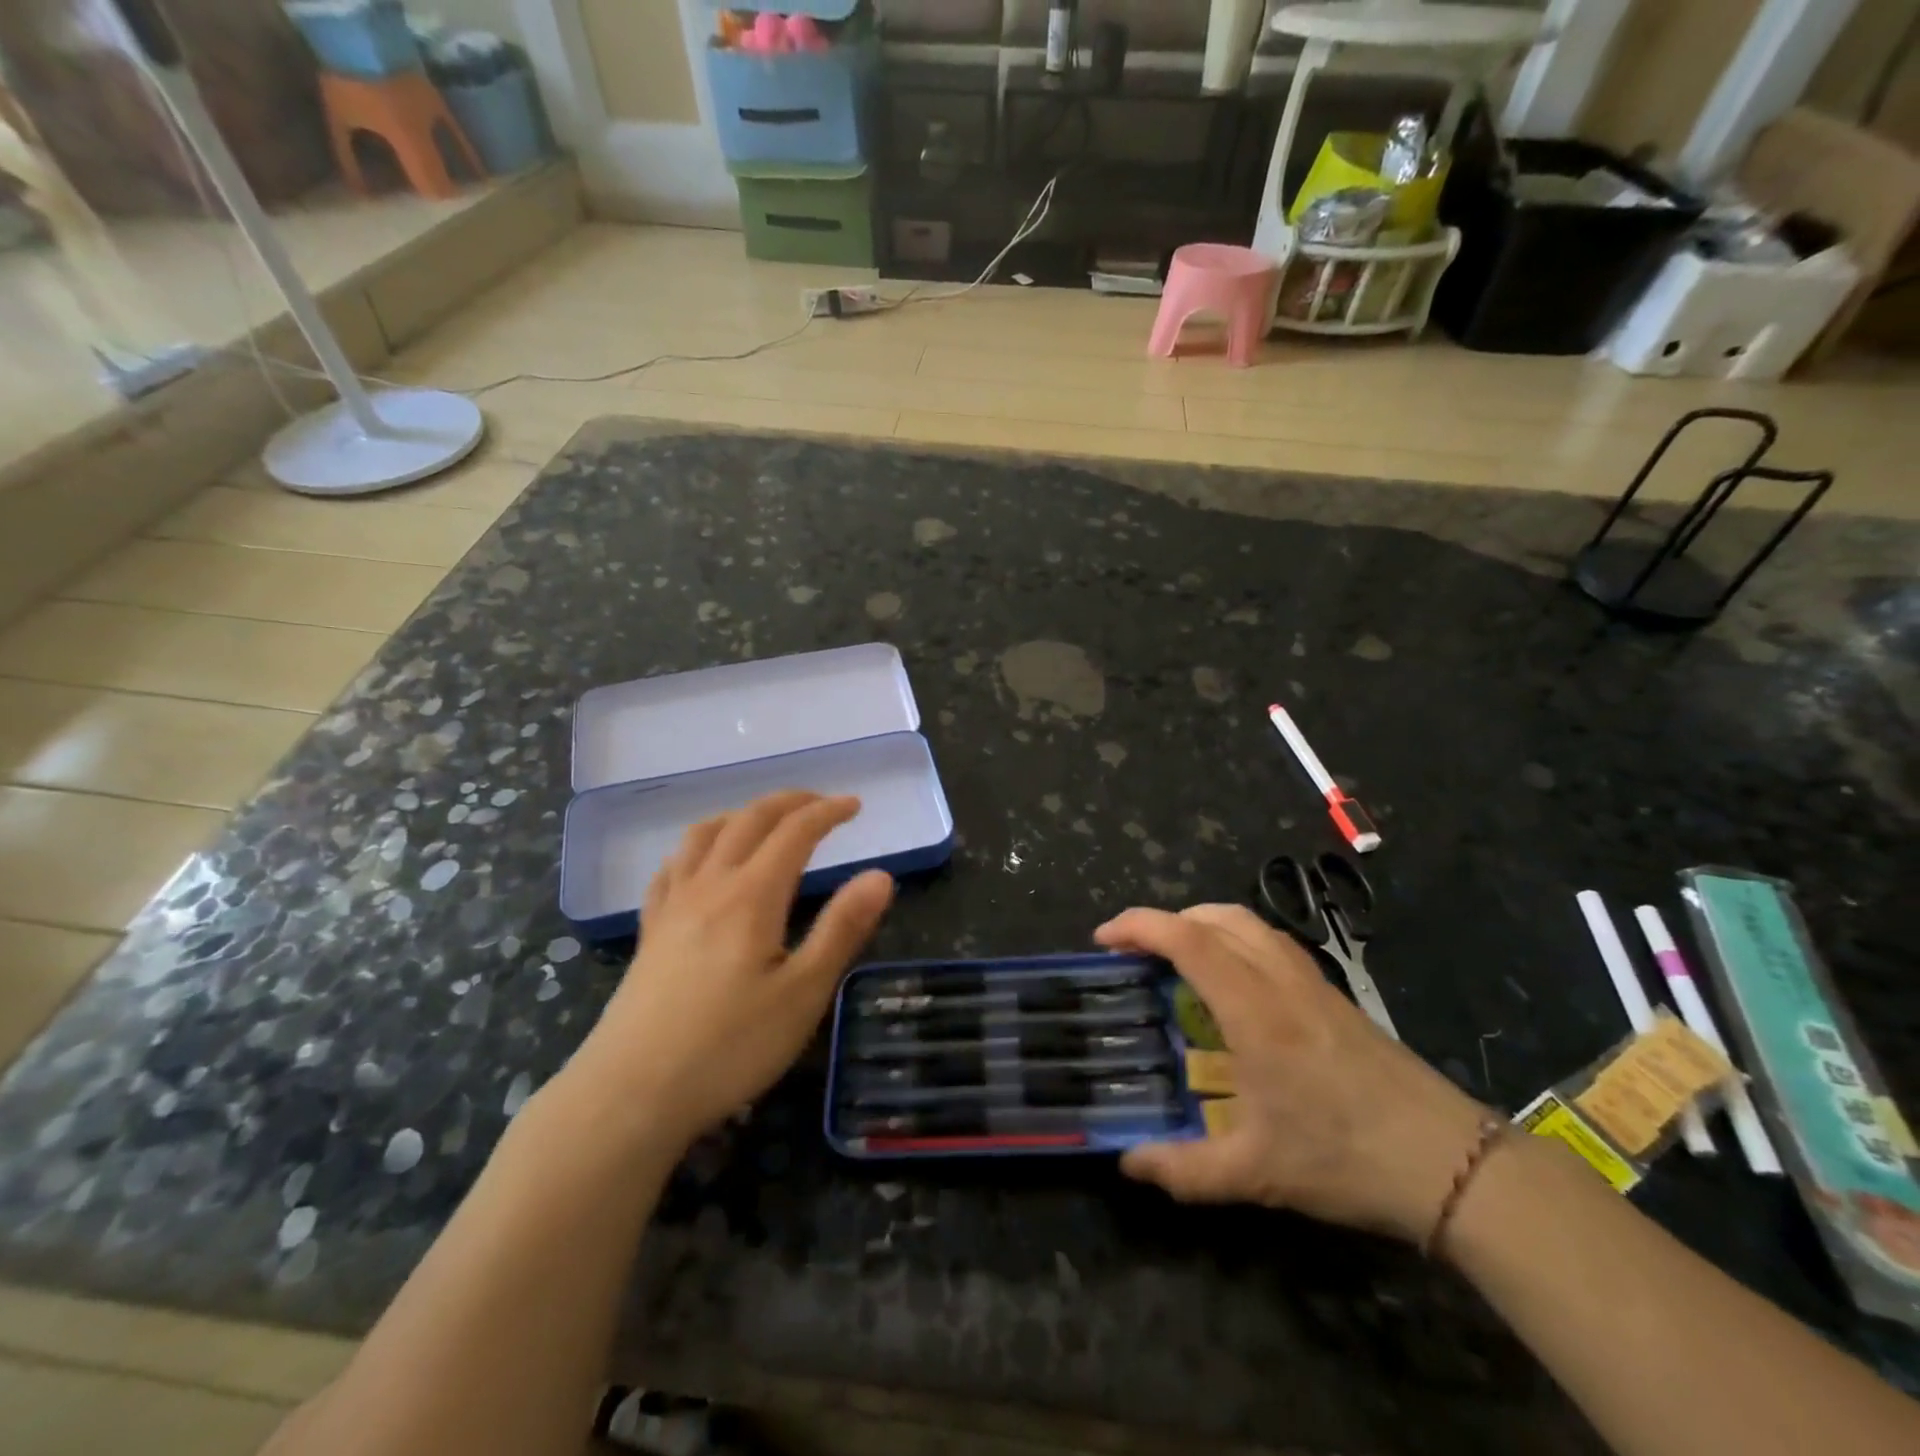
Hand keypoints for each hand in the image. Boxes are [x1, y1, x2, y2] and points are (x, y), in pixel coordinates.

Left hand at [565, 792, 894, 1151]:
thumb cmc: (729, 1046)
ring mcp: (673, 906)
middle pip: (749, 821)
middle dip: (788, 802)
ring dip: (740, 814)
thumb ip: (842, 929)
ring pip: (704, 835)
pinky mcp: (650, 932)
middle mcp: (710, 886)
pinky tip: (701, 863)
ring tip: (764, 821)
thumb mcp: (803, 993)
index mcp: (752, 896)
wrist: (631, 1094)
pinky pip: (671, 868)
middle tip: (820, 803)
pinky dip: (696, 847)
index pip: (794, 832)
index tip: (854, 805)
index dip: (827, 812)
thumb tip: (881, 875)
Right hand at [1097, 903, 1489, 1243]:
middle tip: (1134, 951)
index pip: (1188, 940)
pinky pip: (1270, 941)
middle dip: (1165, 920)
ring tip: (1175, 957)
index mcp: (1254, 1011)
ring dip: (1201, 923)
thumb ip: (1184, 1170)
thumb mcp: (1257, 1173)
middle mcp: (1280, 980)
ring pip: (1247, 922)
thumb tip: (1128, 1164)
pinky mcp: (1332, 994)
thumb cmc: (1346, 1158)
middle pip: (1216, 916)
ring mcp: (1312, 982)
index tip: (1104, 939)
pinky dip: (1233, 938)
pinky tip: (1230, 982)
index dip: (1139, 927)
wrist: (1450, 1163)